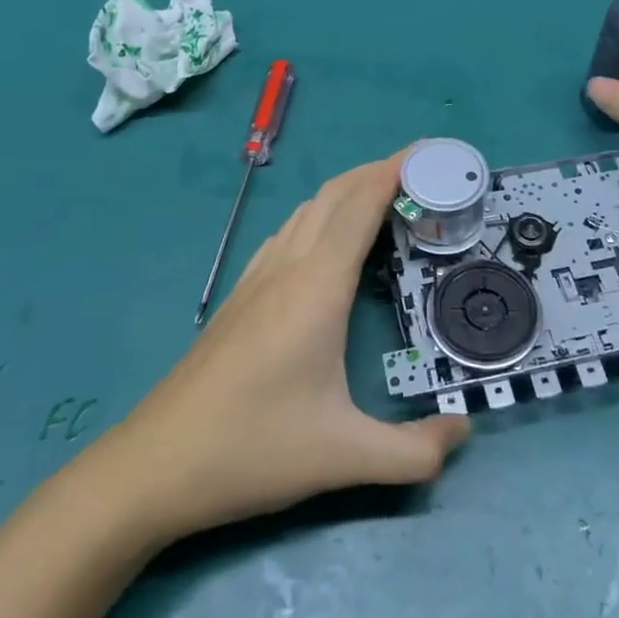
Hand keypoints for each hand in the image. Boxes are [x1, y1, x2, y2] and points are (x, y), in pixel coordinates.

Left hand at [99, 153, 469, 542]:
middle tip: (422, 173)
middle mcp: (287, 268)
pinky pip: (287, 233)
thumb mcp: (343, 457)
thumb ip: (414, 452)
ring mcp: (257, 278)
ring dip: (347, 192)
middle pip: (335, 195)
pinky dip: (320, 216)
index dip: (395, 170)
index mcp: (317, 286)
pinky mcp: (240, 296)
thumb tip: (464, 432)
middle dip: (377, 171)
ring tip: (384, 200)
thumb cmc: (253, 448)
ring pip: (307, 210)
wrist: (154, 465)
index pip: (361, 205)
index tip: (430, 152)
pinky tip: (327, 243)